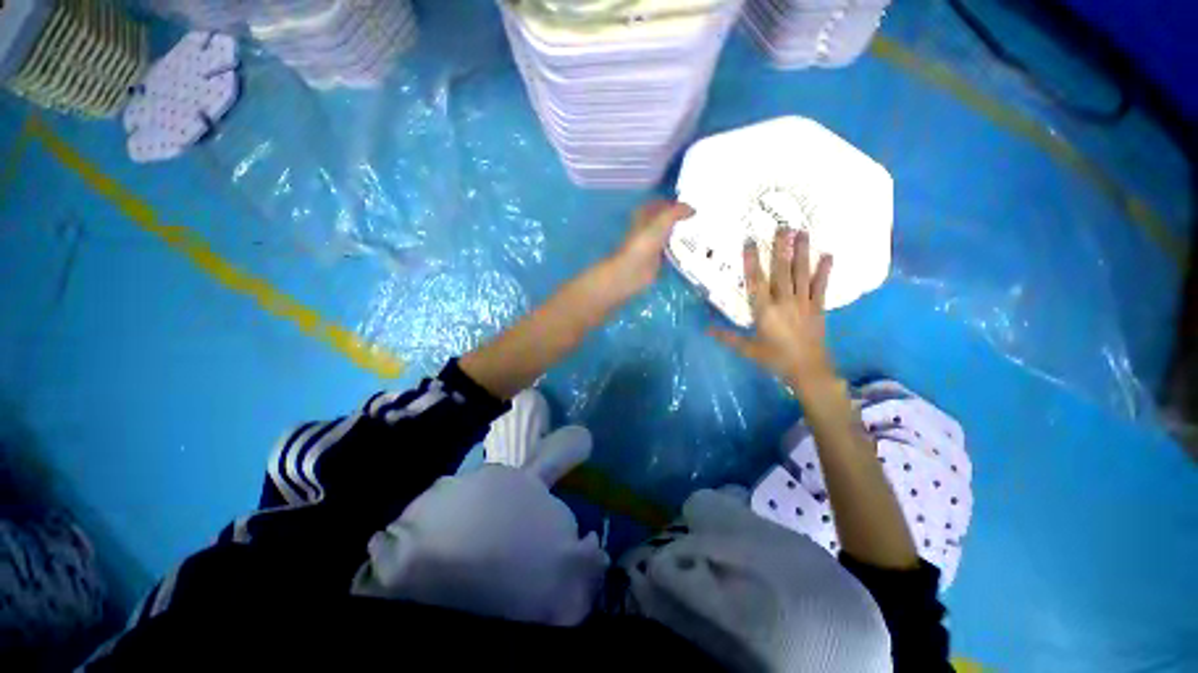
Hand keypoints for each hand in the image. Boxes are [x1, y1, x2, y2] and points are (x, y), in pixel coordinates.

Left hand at [609, 200, 694, 292]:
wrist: (634, 269)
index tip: (692, 203)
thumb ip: (678, 211)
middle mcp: (647, 227)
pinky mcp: (656, 259)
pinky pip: (671, 251)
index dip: (674, 202)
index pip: (661, 203)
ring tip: (701, 232)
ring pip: (669, 235)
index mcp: (644, 213)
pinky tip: (694, 249)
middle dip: (680, 219)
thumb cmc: (646, 240)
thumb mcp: (664, 219)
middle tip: (700, 217)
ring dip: (681, 235)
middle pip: (666, 220)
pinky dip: (681, 250)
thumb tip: (693, 210)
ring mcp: (651, 244)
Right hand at [711, 228, 835, 394]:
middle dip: (781, 248)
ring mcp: (803, 303)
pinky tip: (829, 255)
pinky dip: (825, 271)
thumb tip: (705, 329)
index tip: (750, 241)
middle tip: (783, 226)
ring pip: (802, 273)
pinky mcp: (817, 308)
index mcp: (765, 310)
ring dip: (802, 252)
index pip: (756, 281)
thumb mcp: (748, 349)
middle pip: (781, 270)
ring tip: (803, 232)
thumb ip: (727, 337)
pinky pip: (821, 286)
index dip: (751, 260)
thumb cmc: (775, 359)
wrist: (808, 370)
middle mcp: (784, 301)